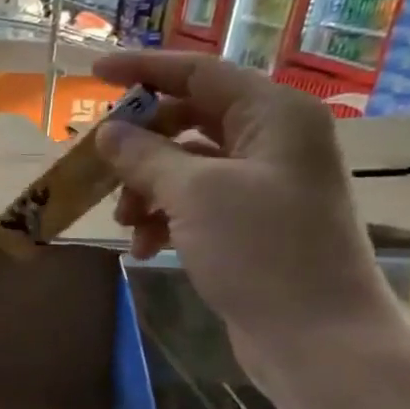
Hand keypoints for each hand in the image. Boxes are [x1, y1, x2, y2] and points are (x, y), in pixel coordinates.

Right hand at [91, 51, 394, 383]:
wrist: (316, 338)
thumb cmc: (261, 251)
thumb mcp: (195, 194)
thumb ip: (146, 155)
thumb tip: (108, 132)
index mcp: (274, 115)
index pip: (199, 74)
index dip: (143, 70)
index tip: (93, 73)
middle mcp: (272, 141)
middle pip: (189, 120)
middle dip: (140, 146)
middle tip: (98, 163)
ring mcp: (263, 185)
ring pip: (186, 166)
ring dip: (146, 189)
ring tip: (124, 222)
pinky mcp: (250, 225)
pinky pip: (195, 204)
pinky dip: (164, 218)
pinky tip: (144, 247)